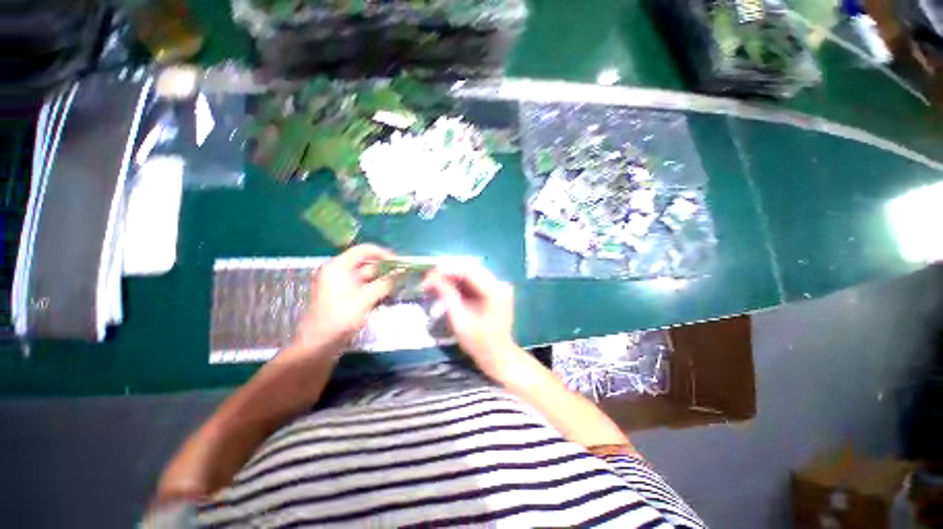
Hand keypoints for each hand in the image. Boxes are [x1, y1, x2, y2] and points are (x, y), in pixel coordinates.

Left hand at [292, 244, 397, 352]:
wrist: (317, 345)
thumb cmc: (340, 317)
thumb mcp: (365, 299)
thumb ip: (385, 283)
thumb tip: (402, 272)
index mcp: (339, 266)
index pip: (364, 250)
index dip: (384, 254)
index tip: (400, 263)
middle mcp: (339, 271)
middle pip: (366, 263)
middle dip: (385, 269)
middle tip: (403, 275)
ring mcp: (340, 284)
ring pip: (366, 277)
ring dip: (382, 280)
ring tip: (399, 285)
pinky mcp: (343, 296)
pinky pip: (363, 287)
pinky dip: (375, 289)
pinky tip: (388, 295)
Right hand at [422, 263, 516, 372]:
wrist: (499, 356)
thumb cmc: (479, 344)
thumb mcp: (460, 321)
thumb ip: (448, 296)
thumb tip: (432, 277)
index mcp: (495, 292)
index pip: (470, 271)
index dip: (448, 269)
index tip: (429, 274)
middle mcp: (500, 284)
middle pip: (471, 268)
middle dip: (448, 271)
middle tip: (428, 279)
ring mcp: (499, 286)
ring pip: (472, 273)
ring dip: (452, 276)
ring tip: (434, 282)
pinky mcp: (495, 290)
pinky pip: (475, 280)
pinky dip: (459, 282)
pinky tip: (446, 287)